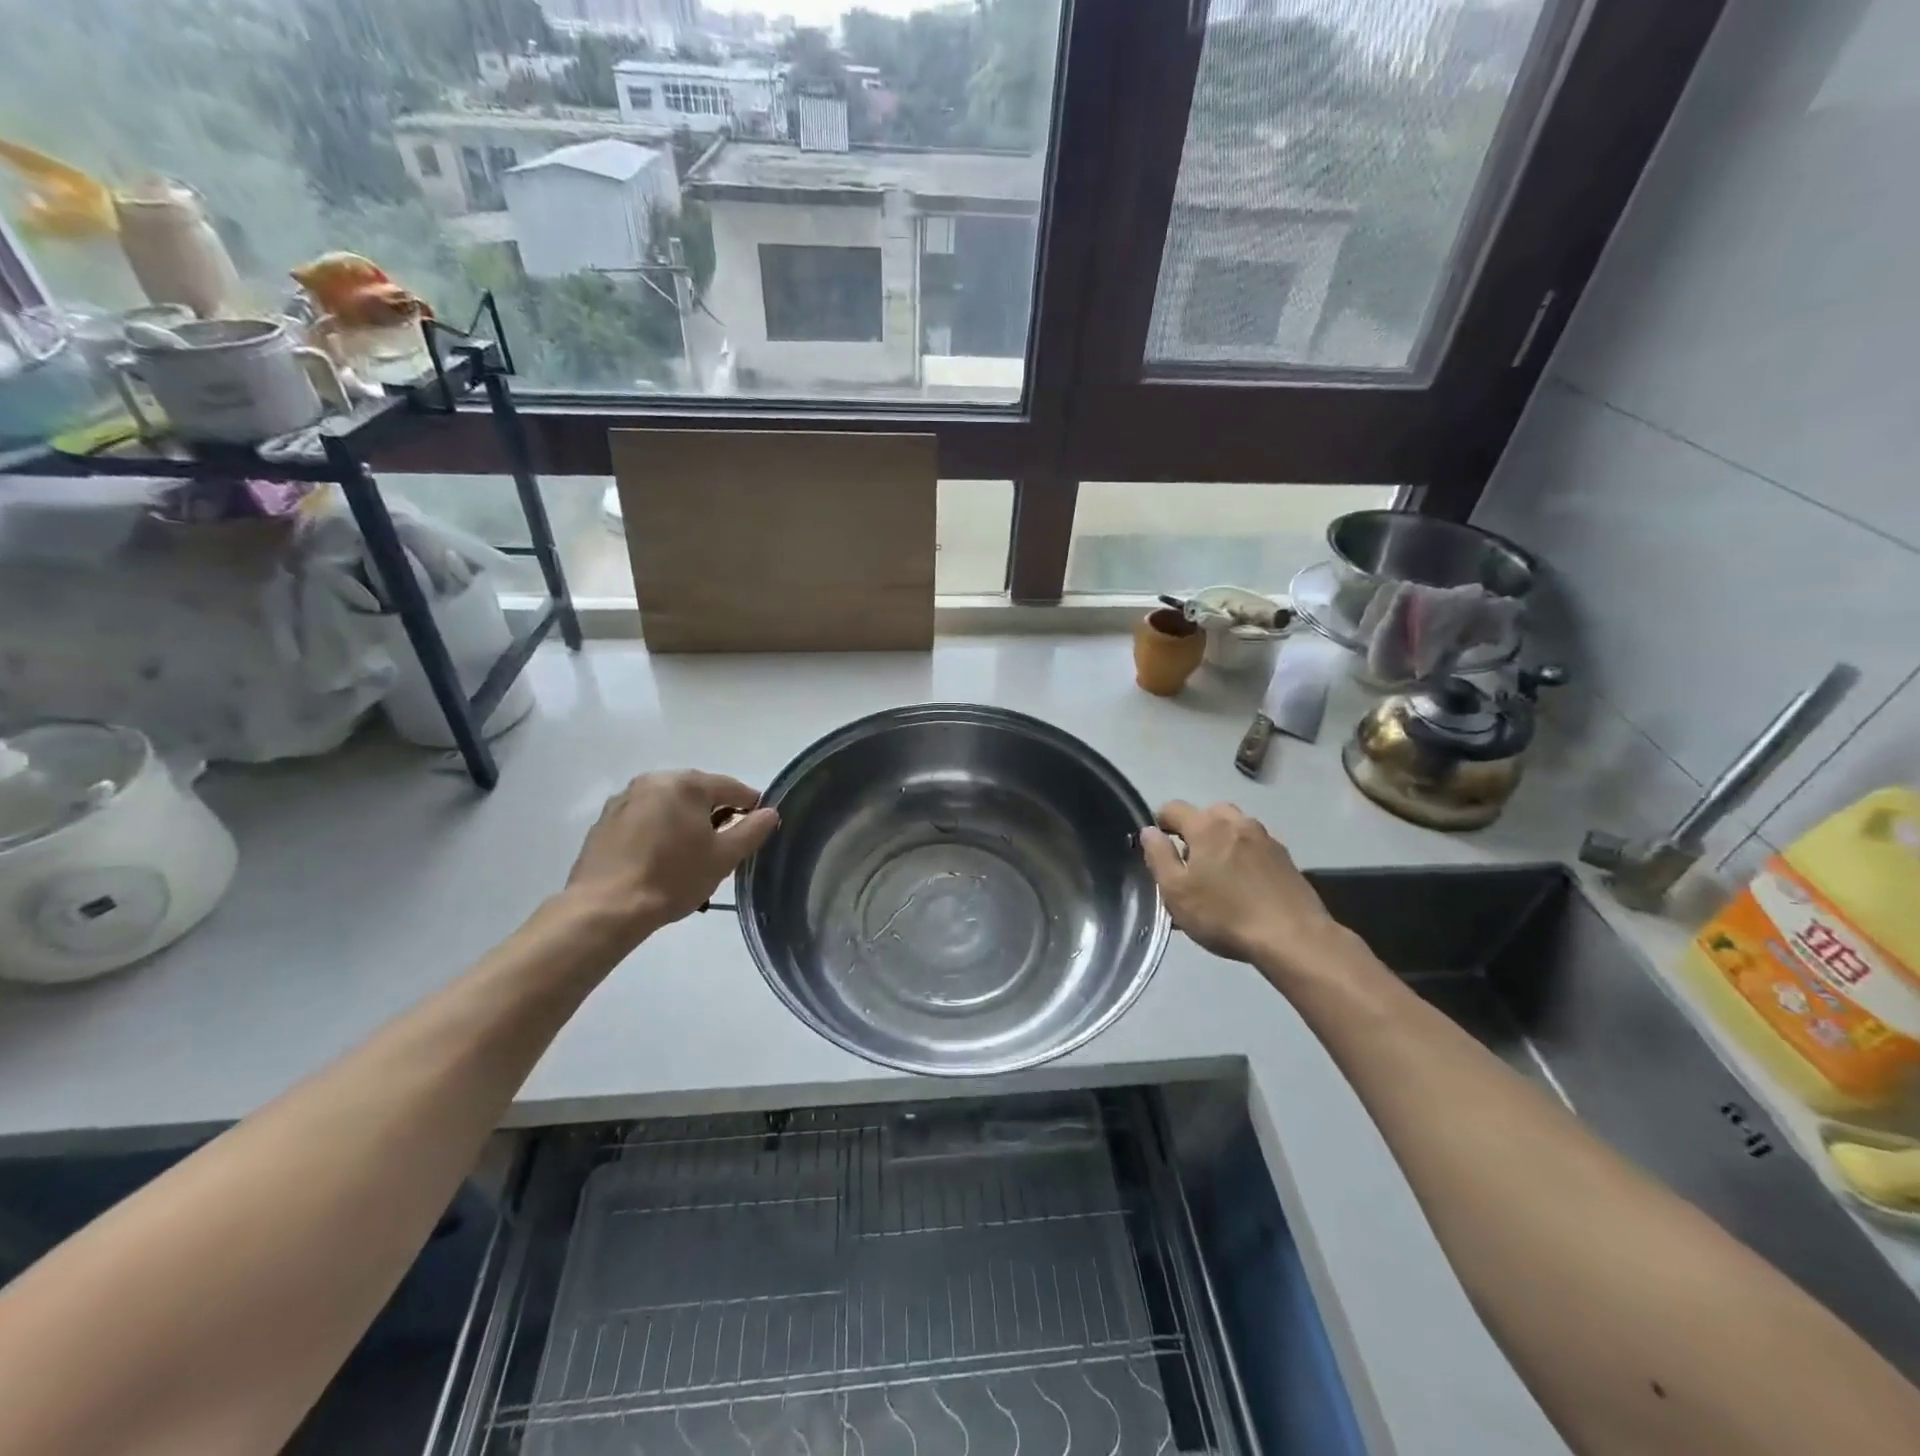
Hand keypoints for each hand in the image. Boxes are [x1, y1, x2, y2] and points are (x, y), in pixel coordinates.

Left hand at [563, 771, 777, 944]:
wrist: (605, 909)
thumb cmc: (673, 878)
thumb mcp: (723, 858)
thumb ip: (752, 830)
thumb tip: (770, 812)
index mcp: (686, 784)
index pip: (731, 787)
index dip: (750, 804)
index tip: (759, 825)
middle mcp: (653, 780)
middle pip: (697, 792)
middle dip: (714, 813)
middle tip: (724, 844)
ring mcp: (624, 799)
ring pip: (668, 804)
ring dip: (684, 821)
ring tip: (691, 853)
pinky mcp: (604, 821)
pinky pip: (644, 817)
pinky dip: (658, 830)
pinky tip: (660, 858)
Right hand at [1139, 801, 1352, 979]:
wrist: (1292, 937)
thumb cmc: (1224, 915)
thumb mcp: (1176, 891)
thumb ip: (1158, 856)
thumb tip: (1149, 831)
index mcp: (1207, 825)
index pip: (1173, 808)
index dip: (1160, 824)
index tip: (1158, 850)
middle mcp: (1238, 822)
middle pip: (1208, 814)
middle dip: (1195, 831)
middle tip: (1190, 864)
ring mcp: (1266, 838)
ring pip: (1235, 829)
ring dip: (1222, 842)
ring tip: (1219, 876)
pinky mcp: (1286, 858)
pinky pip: (1255, 847)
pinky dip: (1244, 857)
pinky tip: (1245, 887)